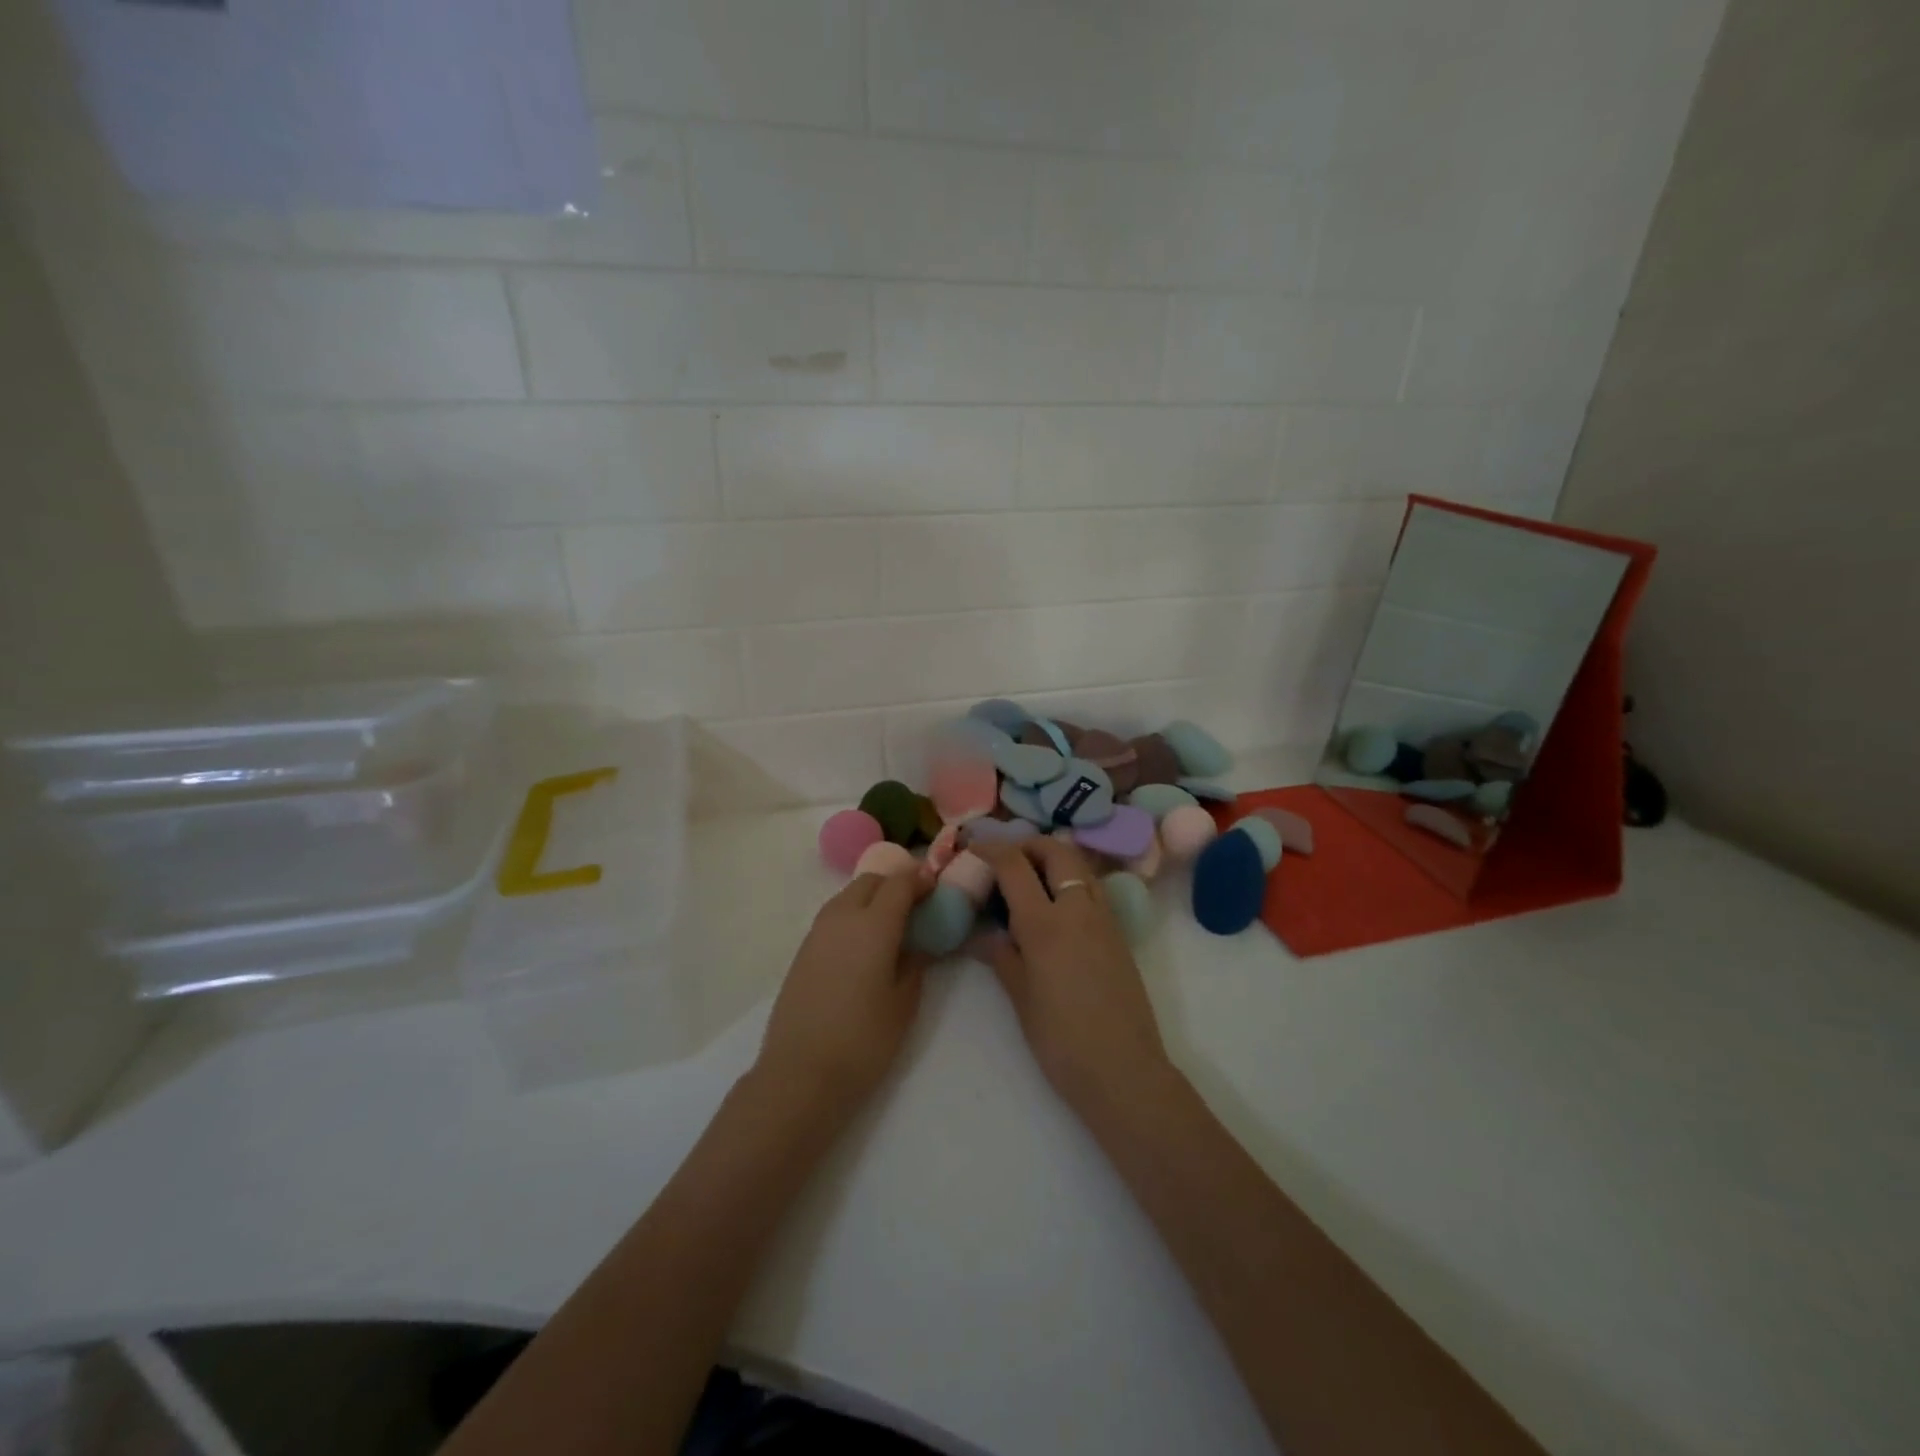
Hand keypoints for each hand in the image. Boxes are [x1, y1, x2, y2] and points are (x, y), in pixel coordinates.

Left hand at [755, 869, 930, 1118]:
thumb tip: (920, 942)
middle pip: (871, 882)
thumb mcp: (904, 1003)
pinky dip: (852, 916)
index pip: (900, 884)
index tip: (936, 891)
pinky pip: (833, 917)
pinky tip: (863, 946)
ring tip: (890, 926)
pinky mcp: (802, 951)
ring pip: (848, 896)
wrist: (800, 1073)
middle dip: (895, 885)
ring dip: (871, 898)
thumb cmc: (863, 1040)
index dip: (921, 881)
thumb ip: (916, 963)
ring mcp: (817, 932)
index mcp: (873, 924)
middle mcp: (842, 917)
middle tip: (915, 907)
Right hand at [977, 839, 1171, 1116]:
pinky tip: (1057, 905)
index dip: (992, 849)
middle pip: (1056, 851)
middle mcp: (1078, 909)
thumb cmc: (1062, 1040)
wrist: (1123, 1071)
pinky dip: (1072, 880)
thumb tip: (984, 935)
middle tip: (1007, 858)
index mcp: (1045, 923)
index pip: (1015, 866)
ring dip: (1054, 858)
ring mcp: (1104, 919)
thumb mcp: (1021, 998)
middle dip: (1029, 844)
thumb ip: (1002, 956)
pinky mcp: (1119, 934)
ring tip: (1031, 877)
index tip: (974, 847)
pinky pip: (1094, 889)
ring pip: (1080, 866)